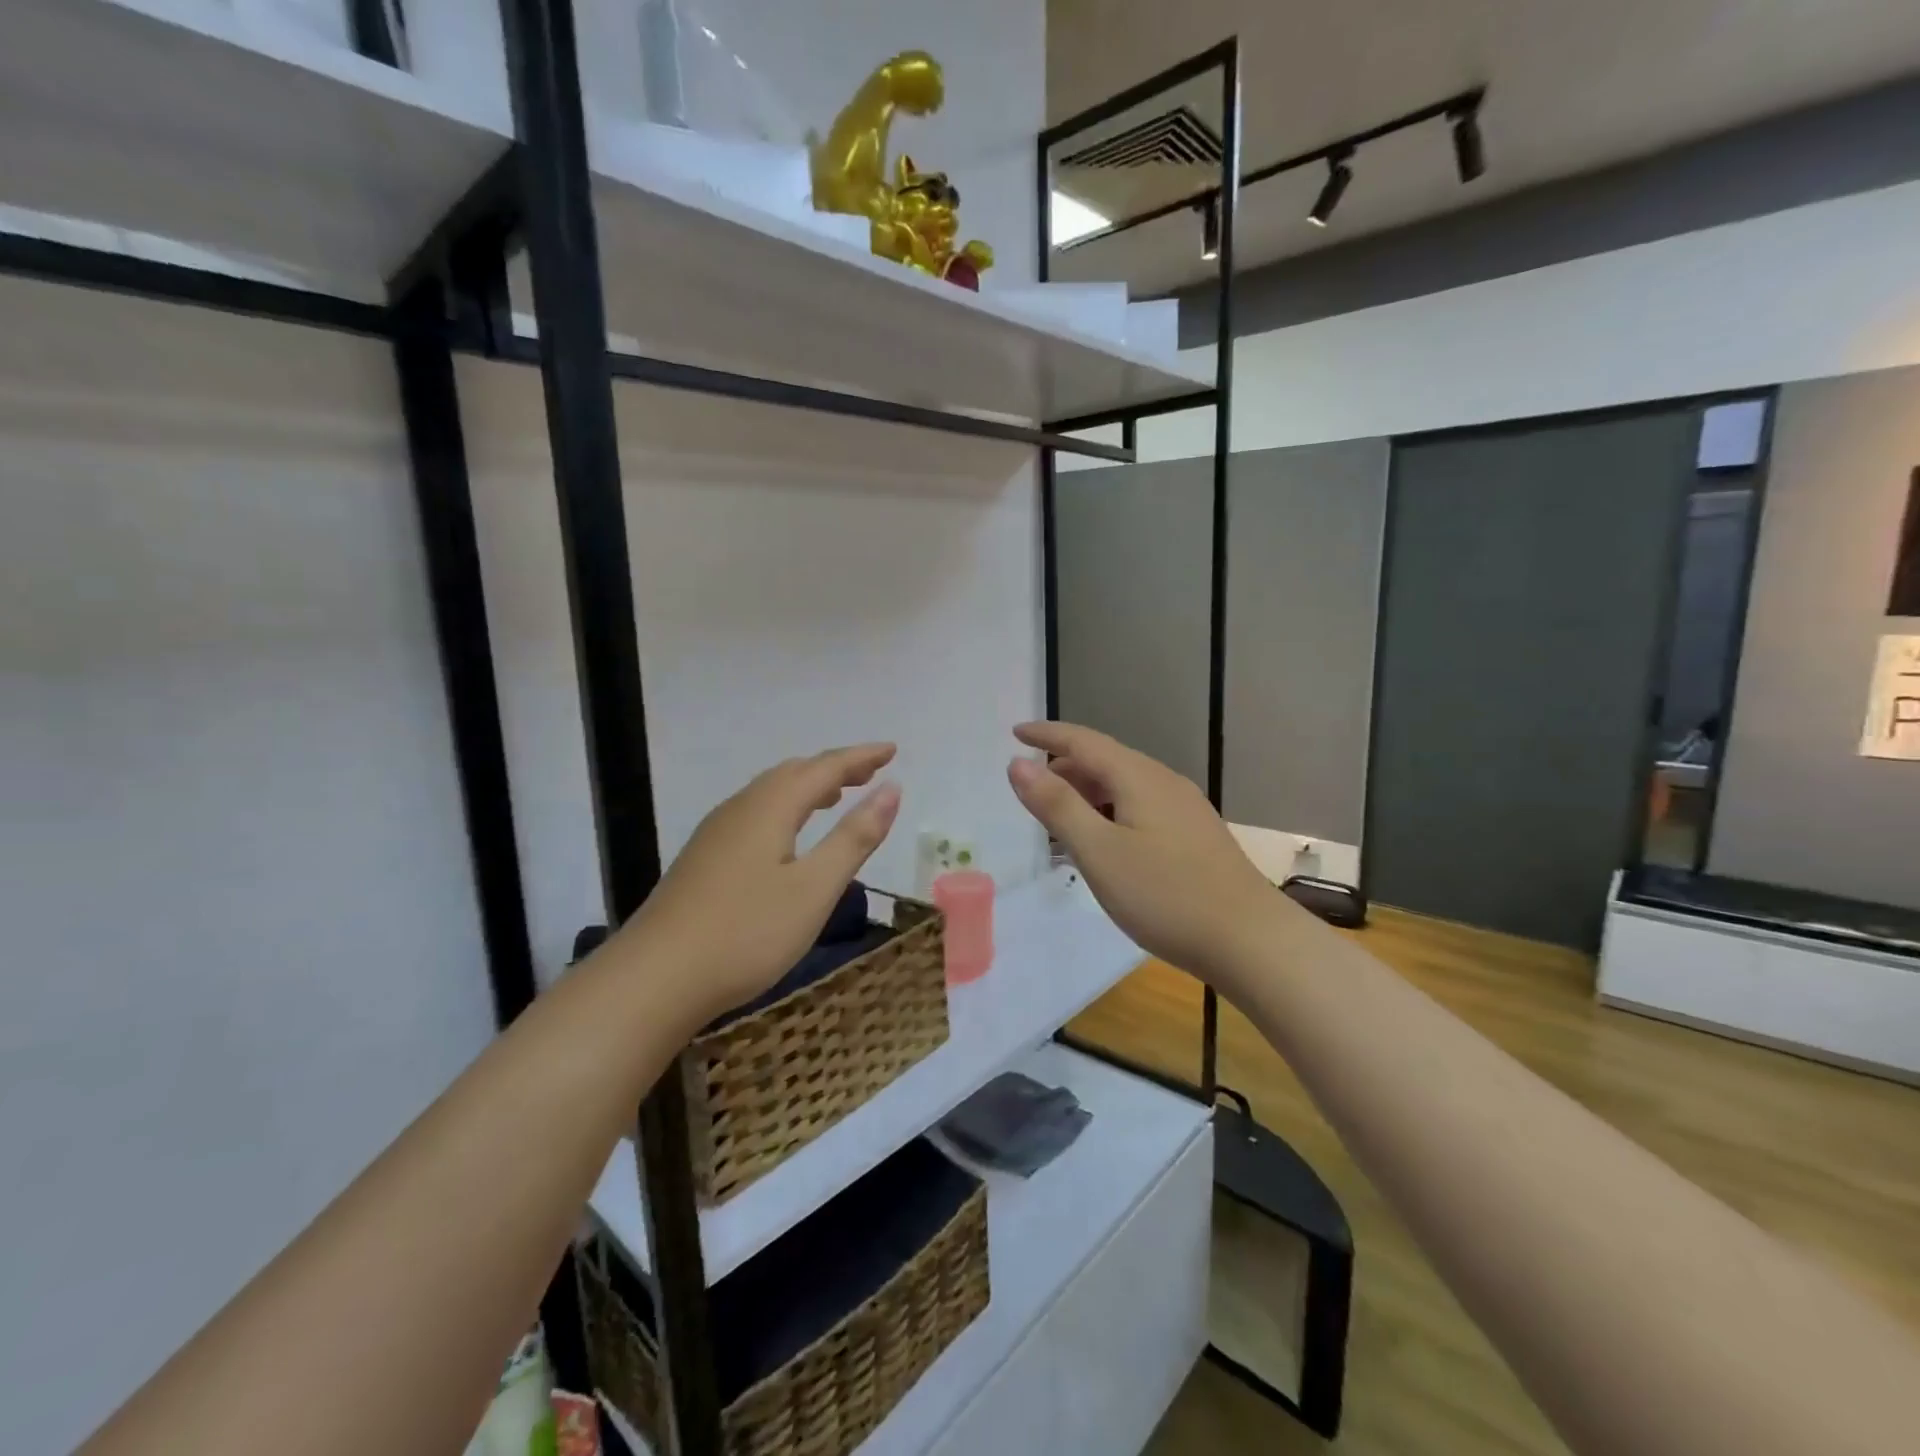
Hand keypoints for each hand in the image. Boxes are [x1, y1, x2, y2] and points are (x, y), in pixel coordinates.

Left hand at [620, 745, 901, 1025]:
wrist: (654, 980)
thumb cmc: (746, 933)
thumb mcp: (814, 888)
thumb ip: (854, 837)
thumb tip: (891, 789)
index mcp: (770, 807)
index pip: (825, 768)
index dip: (861, 757)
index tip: (892, 749)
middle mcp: (741, 808)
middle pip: (794, 773)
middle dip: (835, 768)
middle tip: (869, 771)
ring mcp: (716, 833)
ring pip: (770, 793)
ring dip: (808, 786)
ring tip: (836, 795)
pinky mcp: (704, 858)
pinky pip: (755, 812)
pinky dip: (786, 808)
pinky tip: (788, 834)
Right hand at [1006, 722, 1286, 993]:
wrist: (1250, 940)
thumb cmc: (1165, 895)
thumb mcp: (1099, 851)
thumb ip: (1057, 805)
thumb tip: (1018, 764)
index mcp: (1139, 777)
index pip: (1083, 741)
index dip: (1047, 735)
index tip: (1015, 732)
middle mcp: (1164, 782)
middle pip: (1105, 760)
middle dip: (1064, 767)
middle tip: (1031, 790)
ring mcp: (1185, 809)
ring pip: (1125, 785)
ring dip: (1088, 793)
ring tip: (1062, 820)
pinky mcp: (1195, 835)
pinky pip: (1141, 806)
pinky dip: (1110, 811)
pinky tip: (1107, 843)